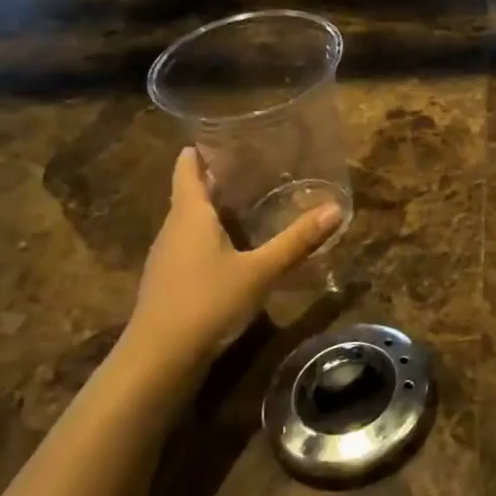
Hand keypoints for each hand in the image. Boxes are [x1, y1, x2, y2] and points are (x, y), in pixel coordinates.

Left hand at [122, 148, 340, 373]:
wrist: (159, 360)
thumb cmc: (207, 302)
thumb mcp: (260, 271)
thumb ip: (297, 240)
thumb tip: (336, 208)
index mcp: (189, 215)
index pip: (187, 169)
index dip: (201, 150)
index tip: (224, 134)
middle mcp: (173, 230)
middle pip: (191, 194)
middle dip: (218, 179)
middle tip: (256, 166)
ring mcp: (167, 259)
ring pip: (192, 223)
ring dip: (217, 211)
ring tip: (252, 203)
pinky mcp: (170, 284)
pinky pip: (192, 248)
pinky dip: (213, 239)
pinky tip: (237, 250)